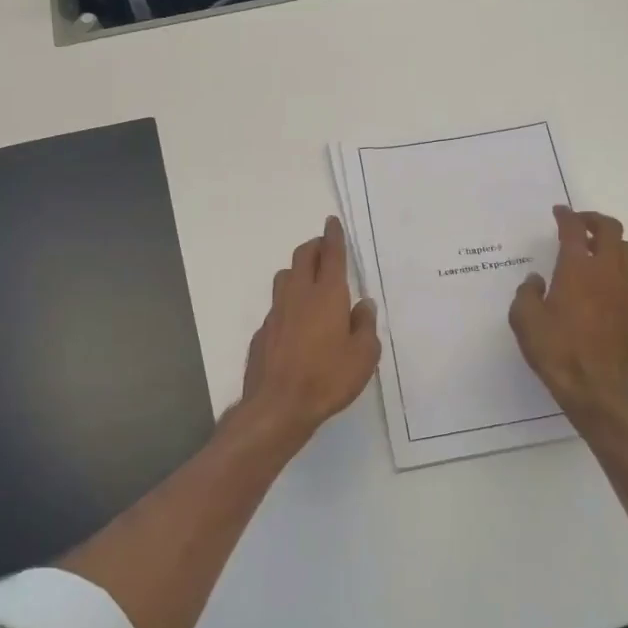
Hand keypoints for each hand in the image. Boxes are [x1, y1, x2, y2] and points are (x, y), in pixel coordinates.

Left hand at [237, 216, 380, 448]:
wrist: (278, 406)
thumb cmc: (328, 378)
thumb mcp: (364, 356)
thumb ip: (365, 325)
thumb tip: (363, 305)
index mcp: (327, 295)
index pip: (331, 254)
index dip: (333, 236)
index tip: (332, 221)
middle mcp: (298, 295)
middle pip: (302, 256)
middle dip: (314, 246)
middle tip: (324, 247)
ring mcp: (276, 312)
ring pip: (285, 277)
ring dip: (298, 269)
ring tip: (310, 279)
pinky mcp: (263, 332)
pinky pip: (277, 306)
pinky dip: (288, 302)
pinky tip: (296, 321)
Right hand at [509, 207, 627, 422]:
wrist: (596, 388)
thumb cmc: (556, 350)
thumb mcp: (524, 320)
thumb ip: (527, 293)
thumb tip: (536, 280)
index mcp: (576, 268)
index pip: (573, 229)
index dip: (566, 216)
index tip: (559, 212)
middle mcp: (607, 272)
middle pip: (611, 229)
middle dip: (595, 220)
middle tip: (582, 224)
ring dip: (614, 246)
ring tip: (600, 254)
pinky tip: (616, 291)